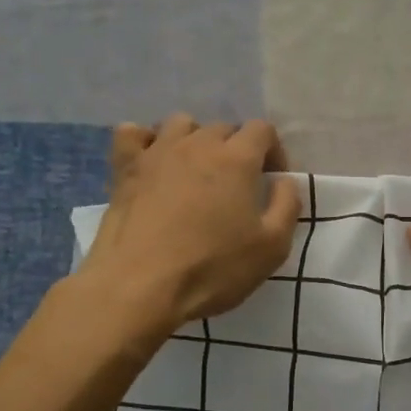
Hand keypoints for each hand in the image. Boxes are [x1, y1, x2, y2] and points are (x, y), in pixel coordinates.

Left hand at [76, 116, 299, 336]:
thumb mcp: (272, 247)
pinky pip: (131, 133)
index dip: (273, 151)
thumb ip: (287, 205)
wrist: (140, 286)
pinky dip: (145, 140)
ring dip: (194, 140)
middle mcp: (197, 143)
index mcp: (237, 158)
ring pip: (180, 124)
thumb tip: (284, 181)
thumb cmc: (213, 268)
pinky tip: (151, 162)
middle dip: (236, 149)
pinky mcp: (124, 168)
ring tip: (195, 172)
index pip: (262, 130)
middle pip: (223, 128)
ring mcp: (157, 152)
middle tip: (236, 186)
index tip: (272, 181)